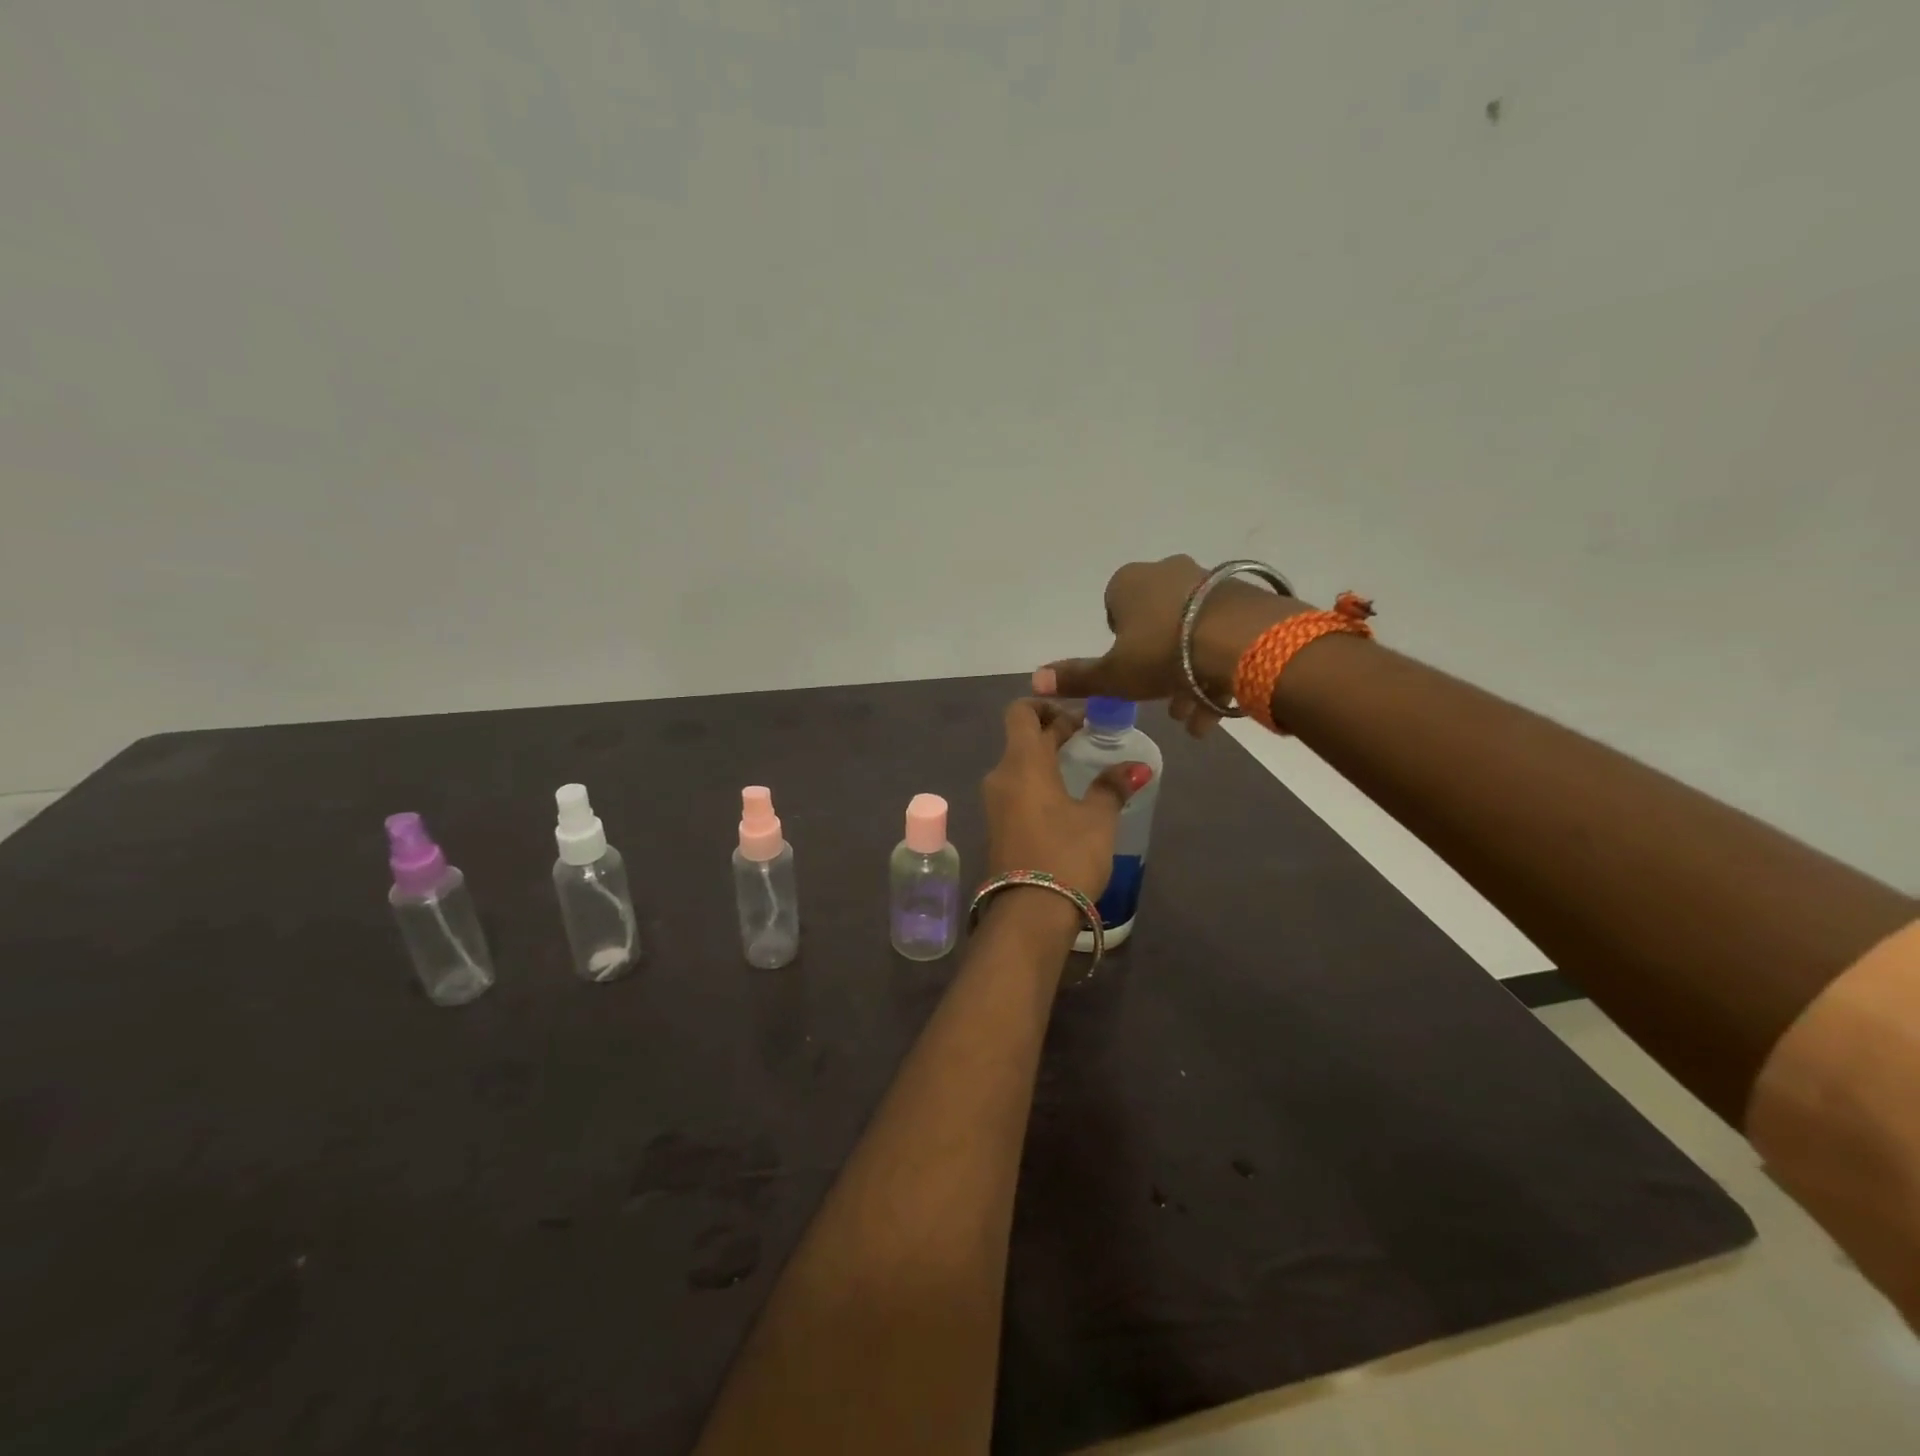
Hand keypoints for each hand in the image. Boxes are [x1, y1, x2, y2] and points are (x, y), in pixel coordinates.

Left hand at [982, 700, 1152, 900]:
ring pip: (1019, 765)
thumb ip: (1112, 787)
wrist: (1029, 912)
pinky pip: (1016, 789)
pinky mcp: (998, 826)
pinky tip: (1066, 797)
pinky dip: (1038, 782)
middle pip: (1021, 738)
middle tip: (1089, 736)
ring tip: (1081, 766)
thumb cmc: (1066, 854)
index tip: (1076, 712)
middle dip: (1053, 731)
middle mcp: (1001, 775)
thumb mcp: (1098, 819)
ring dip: (1046, 758)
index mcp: (1022, 762)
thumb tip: (1138, 768)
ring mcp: (995, 803)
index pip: (1020, 711)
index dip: (1046, 704)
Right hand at [1031, 554, 1311, 737]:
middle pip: (1155, 627)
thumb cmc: (1164, 654)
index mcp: (1128, 583)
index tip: (1132, 673)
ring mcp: (1208, 582)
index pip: (1113, 611)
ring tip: (1194, 717)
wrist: (1243, 640)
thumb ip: (1076, 678)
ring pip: (1189, 635)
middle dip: (1159, 669)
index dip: (1120, 646)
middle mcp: (1166, 572)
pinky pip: (1221, 634)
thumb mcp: (1113, 675)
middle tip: (1166, 704)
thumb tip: (1034, 681)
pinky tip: (1220, 706)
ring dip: (1189, 678)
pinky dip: (1216, 668)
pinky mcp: (1243, 596)